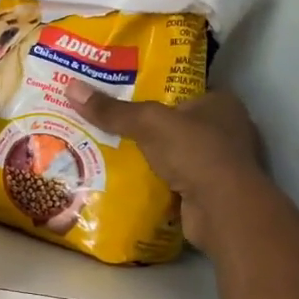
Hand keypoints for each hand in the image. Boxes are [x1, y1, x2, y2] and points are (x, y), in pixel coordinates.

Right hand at [69, 85, 266, 256]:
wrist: (223, 210)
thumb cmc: (195, 152)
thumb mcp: (148, 123)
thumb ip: (113, 110)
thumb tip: (71, 88)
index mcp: (221, 103)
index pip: (182, 90)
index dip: (152, 91)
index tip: (120, 95)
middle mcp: (227, 130)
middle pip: (176, 123)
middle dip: (146, 127)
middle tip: (107, 125)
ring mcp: (222, 164)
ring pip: (176, 154)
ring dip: (150, 157)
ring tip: (109, 152)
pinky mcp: (212, 192)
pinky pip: (176, 180)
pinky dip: (156, 181)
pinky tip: (128, 180)